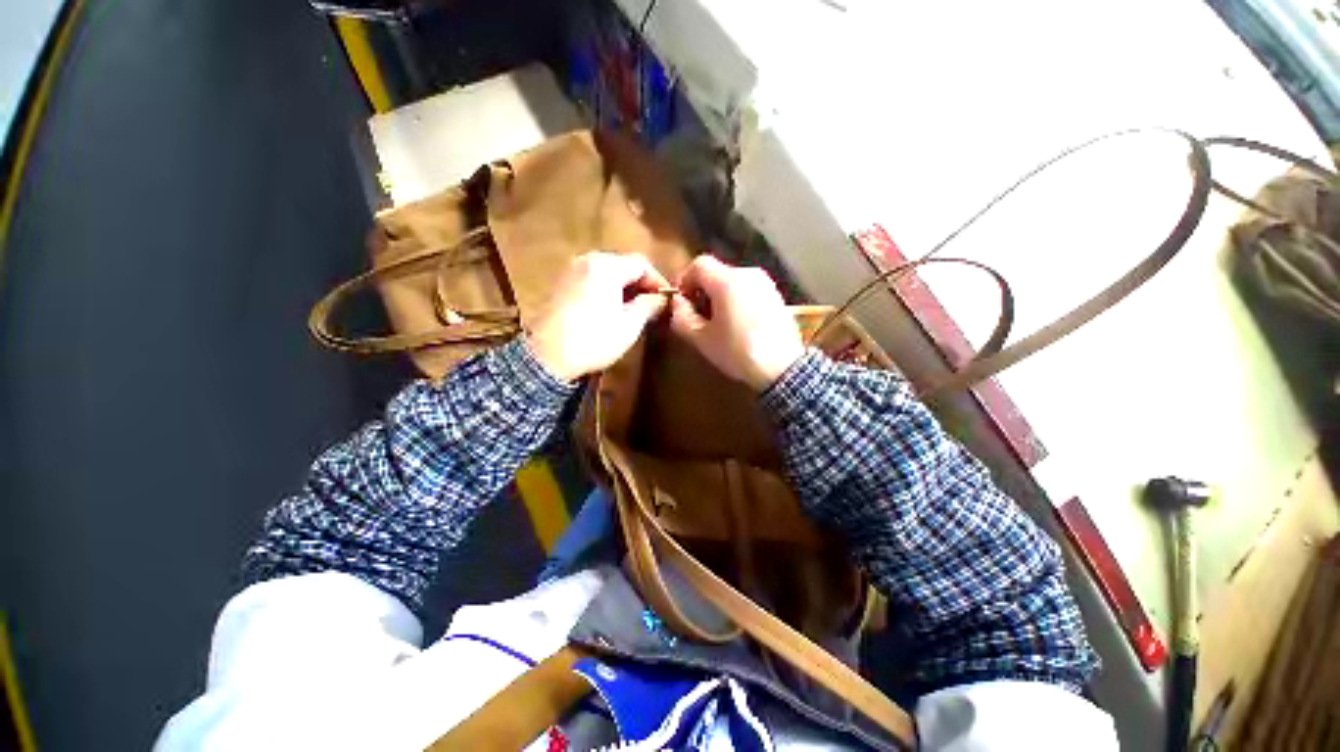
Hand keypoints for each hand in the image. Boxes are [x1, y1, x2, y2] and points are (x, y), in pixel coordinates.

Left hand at [526, 252, 670, 381]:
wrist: (548, 357)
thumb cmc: (594, 339)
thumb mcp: (630, 325)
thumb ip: (649, 305)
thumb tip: (661, 298)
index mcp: (606, 266)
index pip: (641, 263)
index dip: (658, 281)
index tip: (666, 300)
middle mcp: (587, 260)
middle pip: (623, 264)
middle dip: (640, 283)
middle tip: (651, 305)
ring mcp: (571, 271)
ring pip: (607, 272)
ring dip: (624, 287)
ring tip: (633, 309)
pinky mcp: (561, 284)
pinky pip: (591, 279)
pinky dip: (606, 289)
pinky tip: (610, 309)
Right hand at [669, 255, 803, 389]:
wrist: (783, 367)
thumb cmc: (738, 352)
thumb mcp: (702, 339)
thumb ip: (682, 317)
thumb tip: (677, 303)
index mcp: (727, 280)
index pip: (699, 264)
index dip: (685, 280)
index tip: (682, 303)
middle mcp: (748, 274)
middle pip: (716, 272)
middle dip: (702, 291)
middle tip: (698, 316)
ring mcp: (766, 284)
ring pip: (733, 281)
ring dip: (720, 296)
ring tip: (718, 323)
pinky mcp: (777, 296)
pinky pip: (749, 290)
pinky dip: (737, 300)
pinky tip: (739, 325)